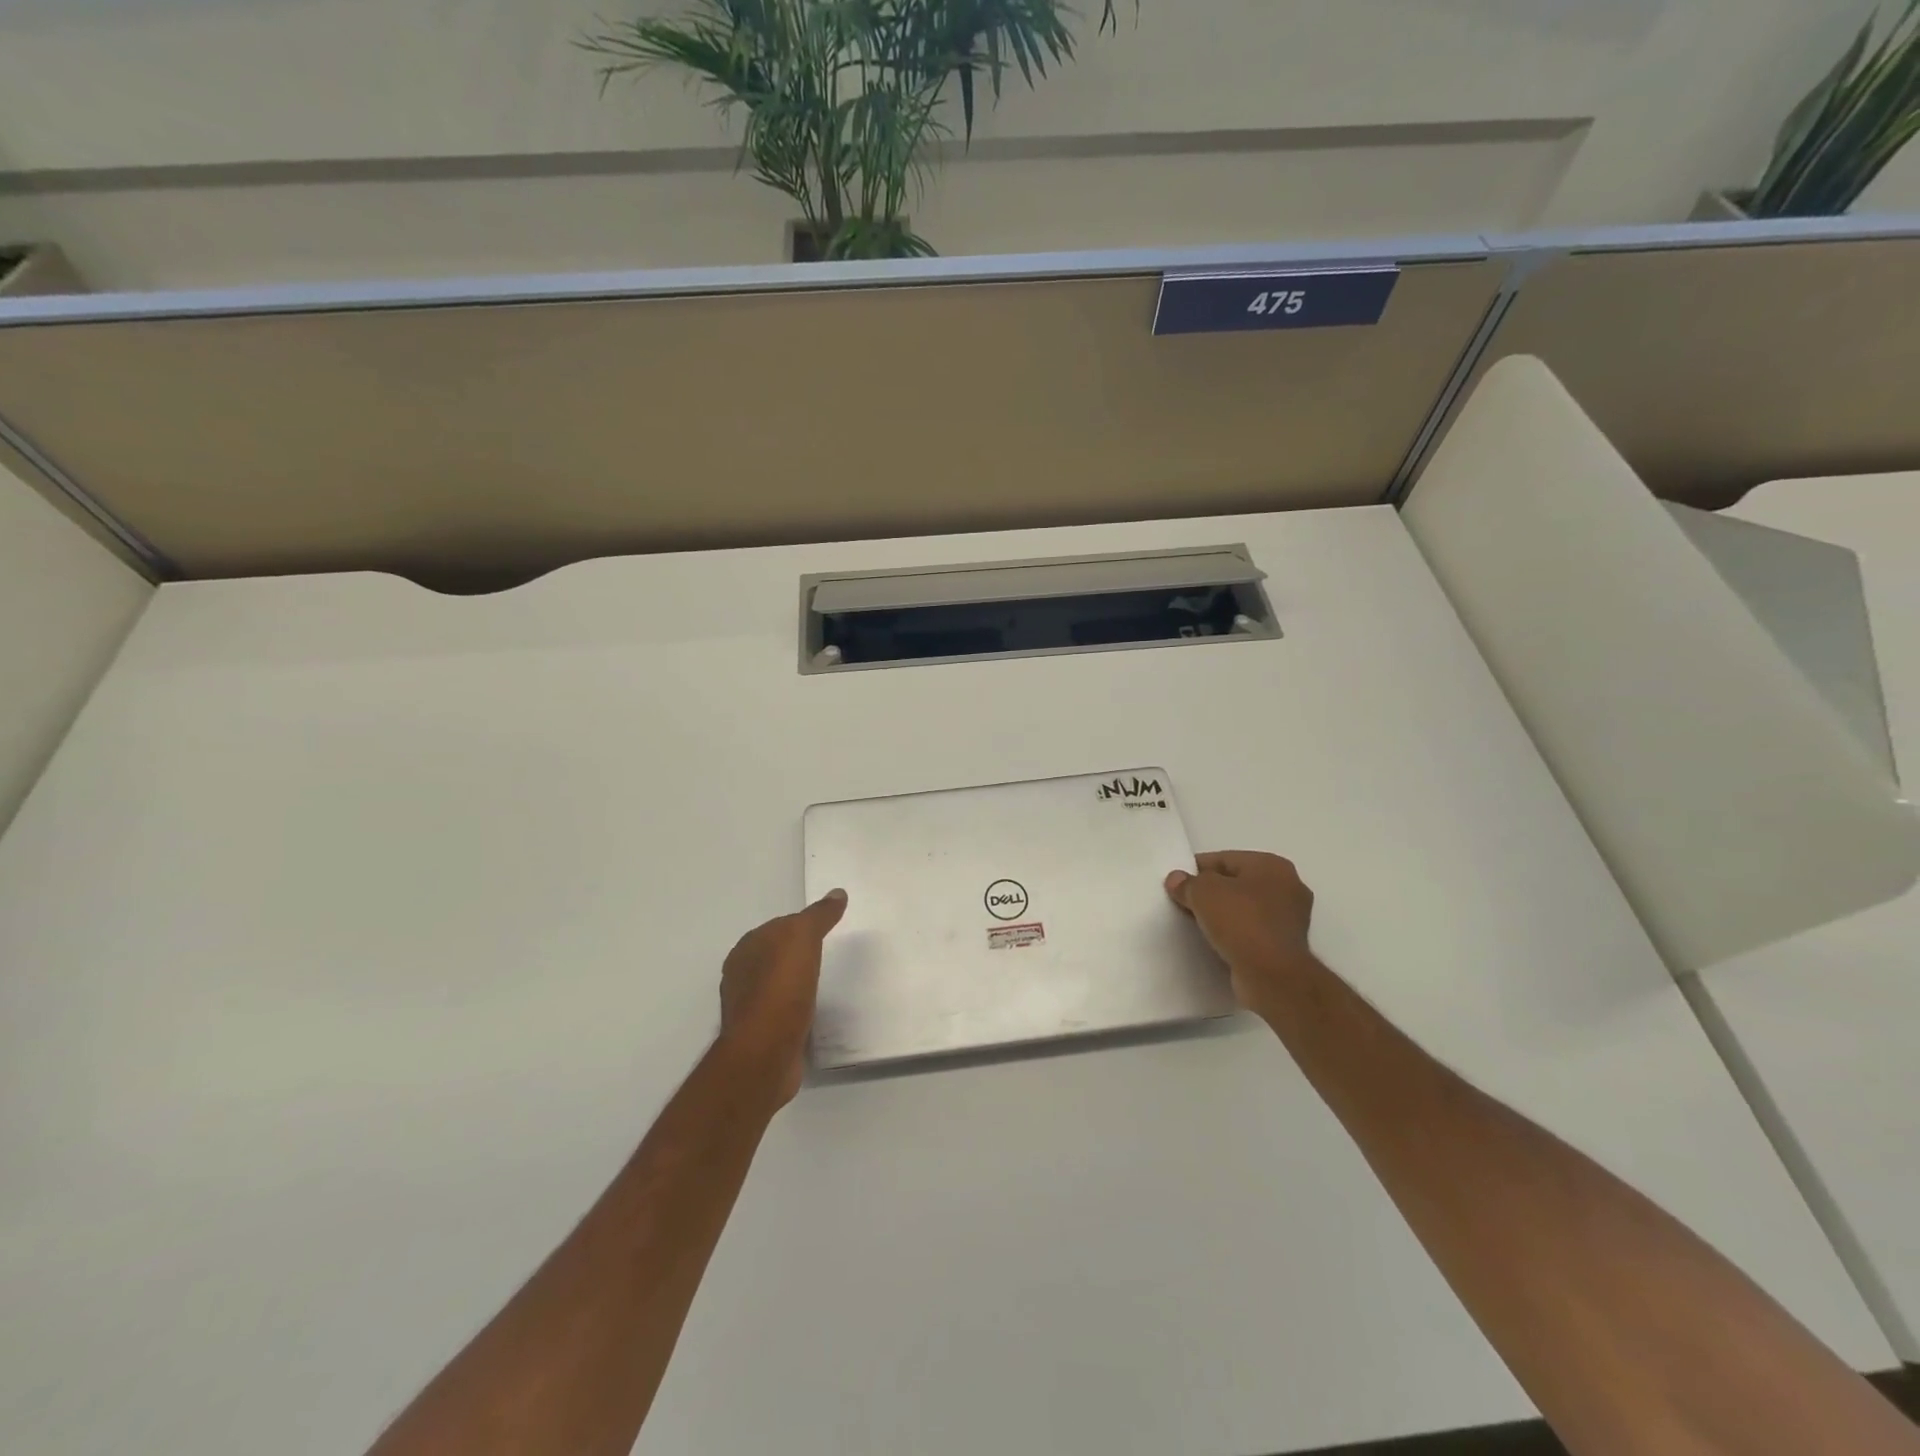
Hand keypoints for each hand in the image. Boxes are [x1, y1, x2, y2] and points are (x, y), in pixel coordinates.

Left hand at [716, 889, 847, 1105]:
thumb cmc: (781, 987)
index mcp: (746, 949)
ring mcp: (749, 1007)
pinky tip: (812, 1012)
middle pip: (775, 956)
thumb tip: (837, 893)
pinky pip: (782, 1012)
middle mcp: (741, 975)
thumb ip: (819, 915)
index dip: (801, 926)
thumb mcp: (803, 938)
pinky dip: (795, 1009)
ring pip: (777, 985)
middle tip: (826, 955)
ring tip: (822, 984)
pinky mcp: (761, 1035)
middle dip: (796, 954)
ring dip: (795, 983)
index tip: (825, 930)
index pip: (778, 927)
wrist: (766, 1051)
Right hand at [1164, 852, 1315, 1014]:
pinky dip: (1235, 934)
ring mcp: (1291, 919)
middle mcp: (1288, 887)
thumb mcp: (1203, 893)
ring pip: (1245, 909)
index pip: (1225, 859)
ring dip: (1223, 915)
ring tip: (1196, 924)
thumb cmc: (1241, 922)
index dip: (1196, 870)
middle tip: (1184, 904)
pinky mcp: (1286, 946)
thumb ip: (1187, 883)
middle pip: (1236, 883)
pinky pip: (1252, 931)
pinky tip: (1216, 942)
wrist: (1272, 975)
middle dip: (1211, 893)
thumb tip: (1177, 880)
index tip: (1176, 884)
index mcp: (1272, 865)